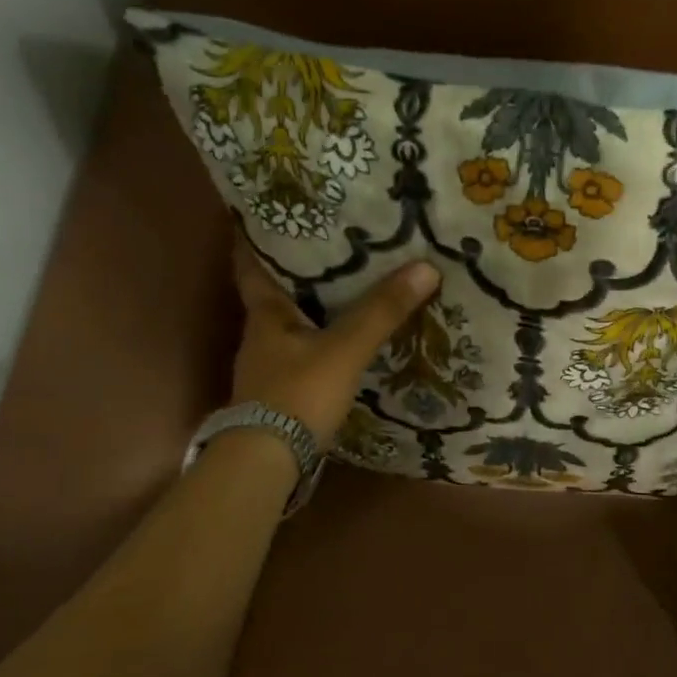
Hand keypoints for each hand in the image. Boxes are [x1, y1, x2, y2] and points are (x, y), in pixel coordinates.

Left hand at [230, 236, 439, 445]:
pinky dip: (321, 343)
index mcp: (265, 316)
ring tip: (348, 289)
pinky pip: (304, 355)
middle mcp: (261, 338)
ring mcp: (268, 370)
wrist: (268, 462)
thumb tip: (426, 266)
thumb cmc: (298, 395)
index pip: (251, 265)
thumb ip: (381, 312)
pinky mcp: (282, 396)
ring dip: (313, 309)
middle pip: (275, 294)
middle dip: (298, 271)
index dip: (255, 238)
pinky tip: (345, 344)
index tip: (266, 214)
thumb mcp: (344, 349)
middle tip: (332, 246)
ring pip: (291, 327)